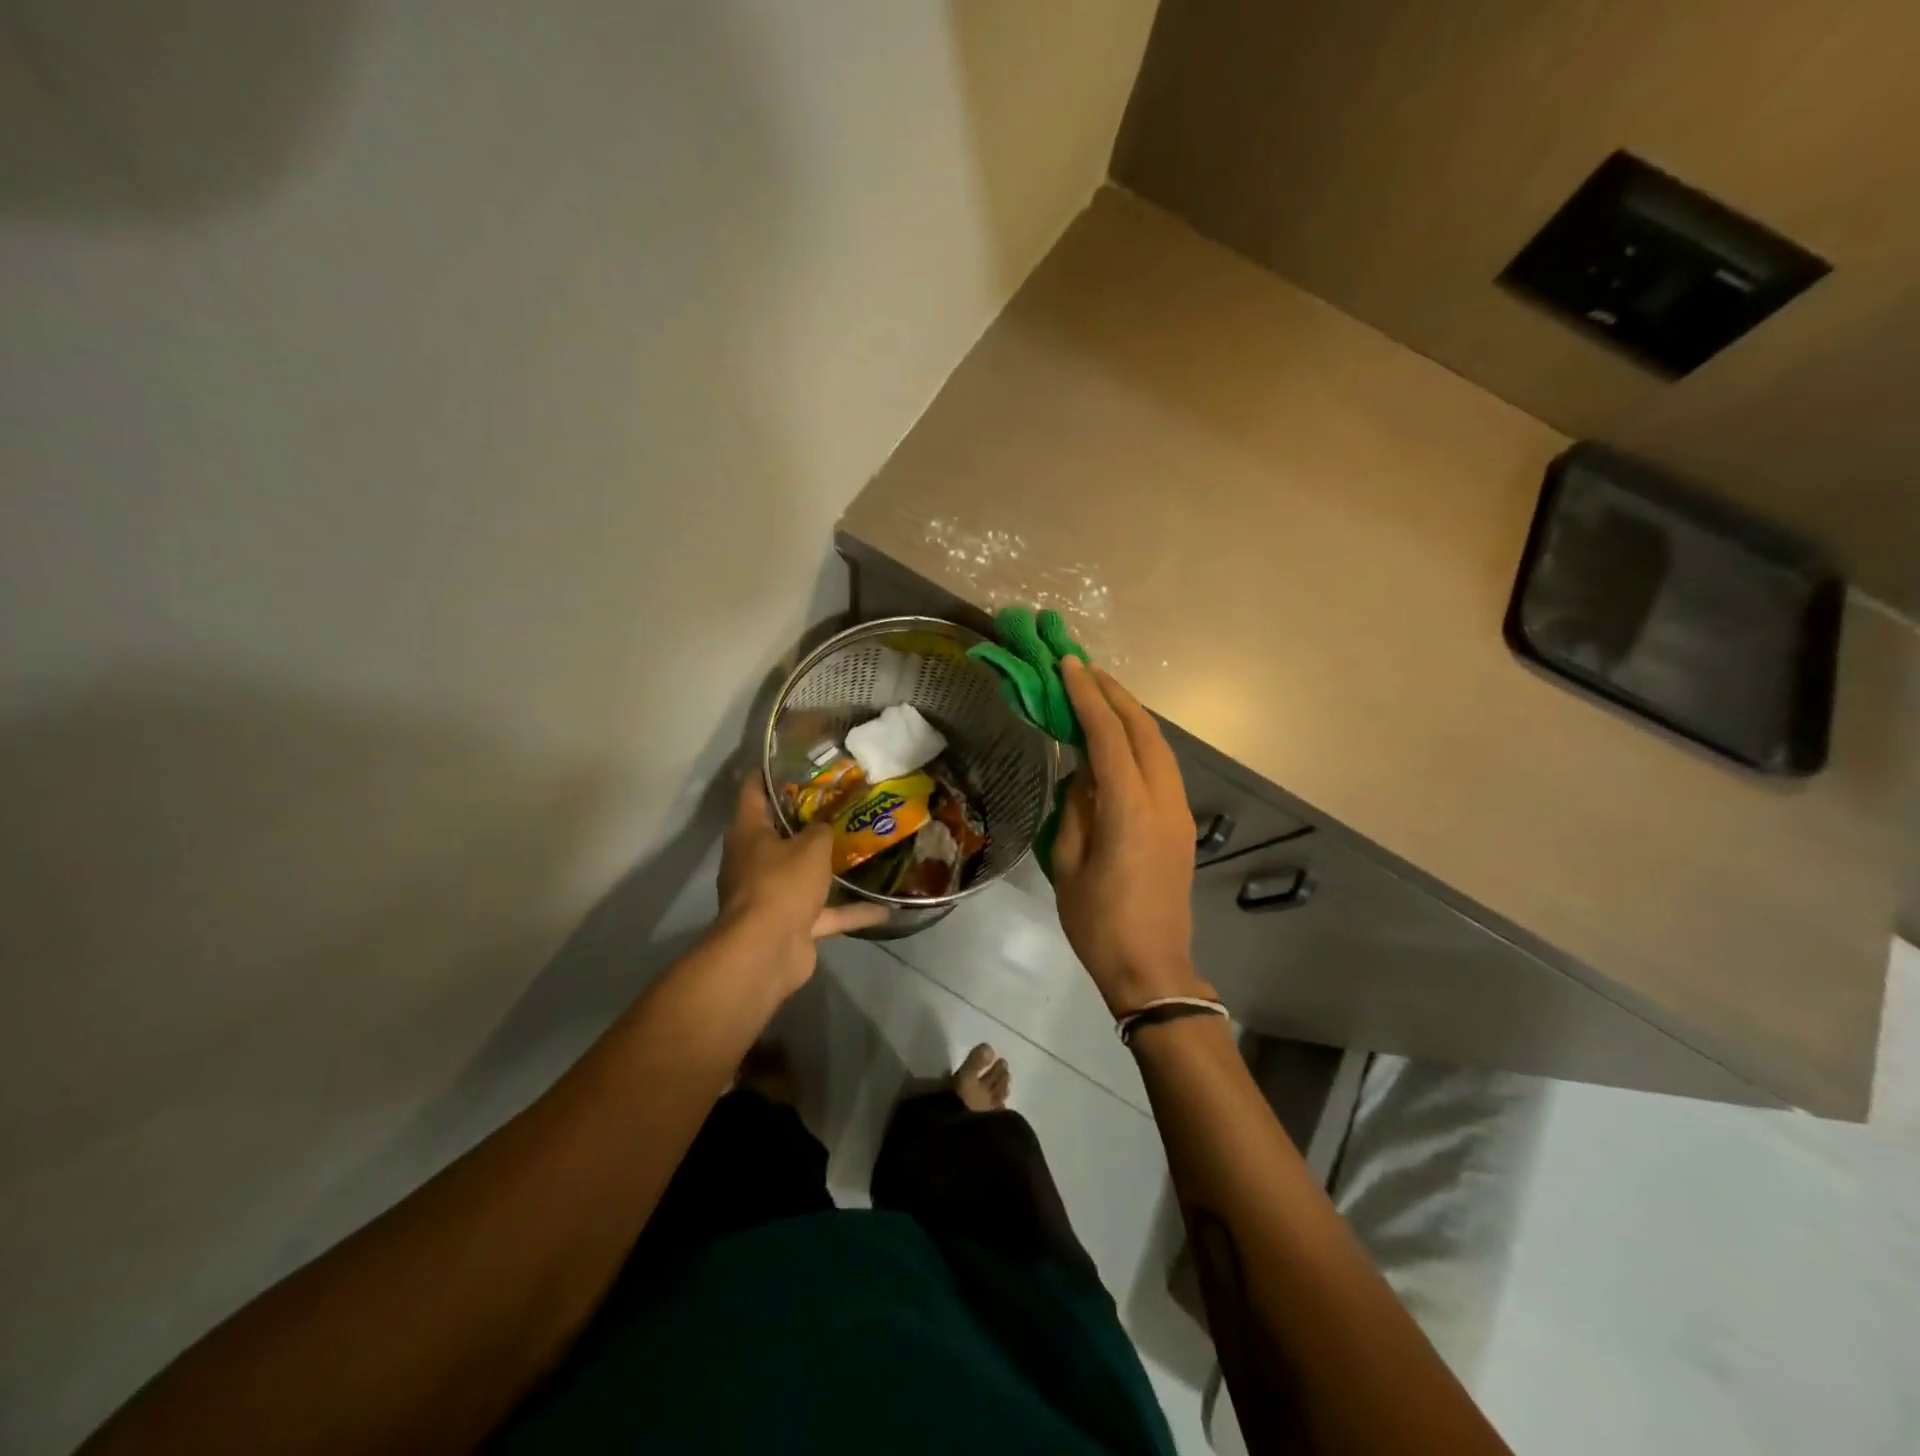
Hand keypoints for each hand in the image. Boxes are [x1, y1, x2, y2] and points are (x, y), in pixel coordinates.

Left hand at [714, 774, 889, 991]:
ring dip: (829, 868)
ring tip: (861, 849)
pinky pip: (824, 912)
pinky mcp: (791, 924)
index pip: (753, 791)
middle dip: (808, 820)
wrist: (766, 951)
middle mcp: (754, 861)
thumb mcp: (811, 846)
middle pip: (779, 833)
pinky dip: (850, 911)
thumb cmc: (781, 884)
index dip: (769, 773)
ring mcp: (772, 895)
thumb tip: (825, 826)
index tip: (792, 759)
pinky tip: (884, 908)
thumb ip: (822, 830)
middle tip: (840, 801)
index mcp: (749, 833)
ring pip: (803, 874)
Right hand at [1052, 658, 1216, 1015]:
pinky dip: (1140, 742)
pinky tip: (1119, 740)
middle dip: (1114, 694)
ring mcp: (1178, 811)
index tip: (1068, 665)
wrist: (1152, 968)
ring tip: (1100, 695)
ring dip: (1130, 715)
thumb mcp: (1069, 863)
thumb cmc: (1098, 922)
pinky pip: (1162, 767)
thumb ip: (1076, 809)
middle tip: (1083, 668)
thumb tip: (1082, 776)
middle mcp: (1162, 800)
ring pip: (1158, 746)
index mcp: (1129, 808)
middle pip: (1143, 730)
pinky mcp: (1182, 825)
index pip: (1108, 736)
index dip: (1087, 697)